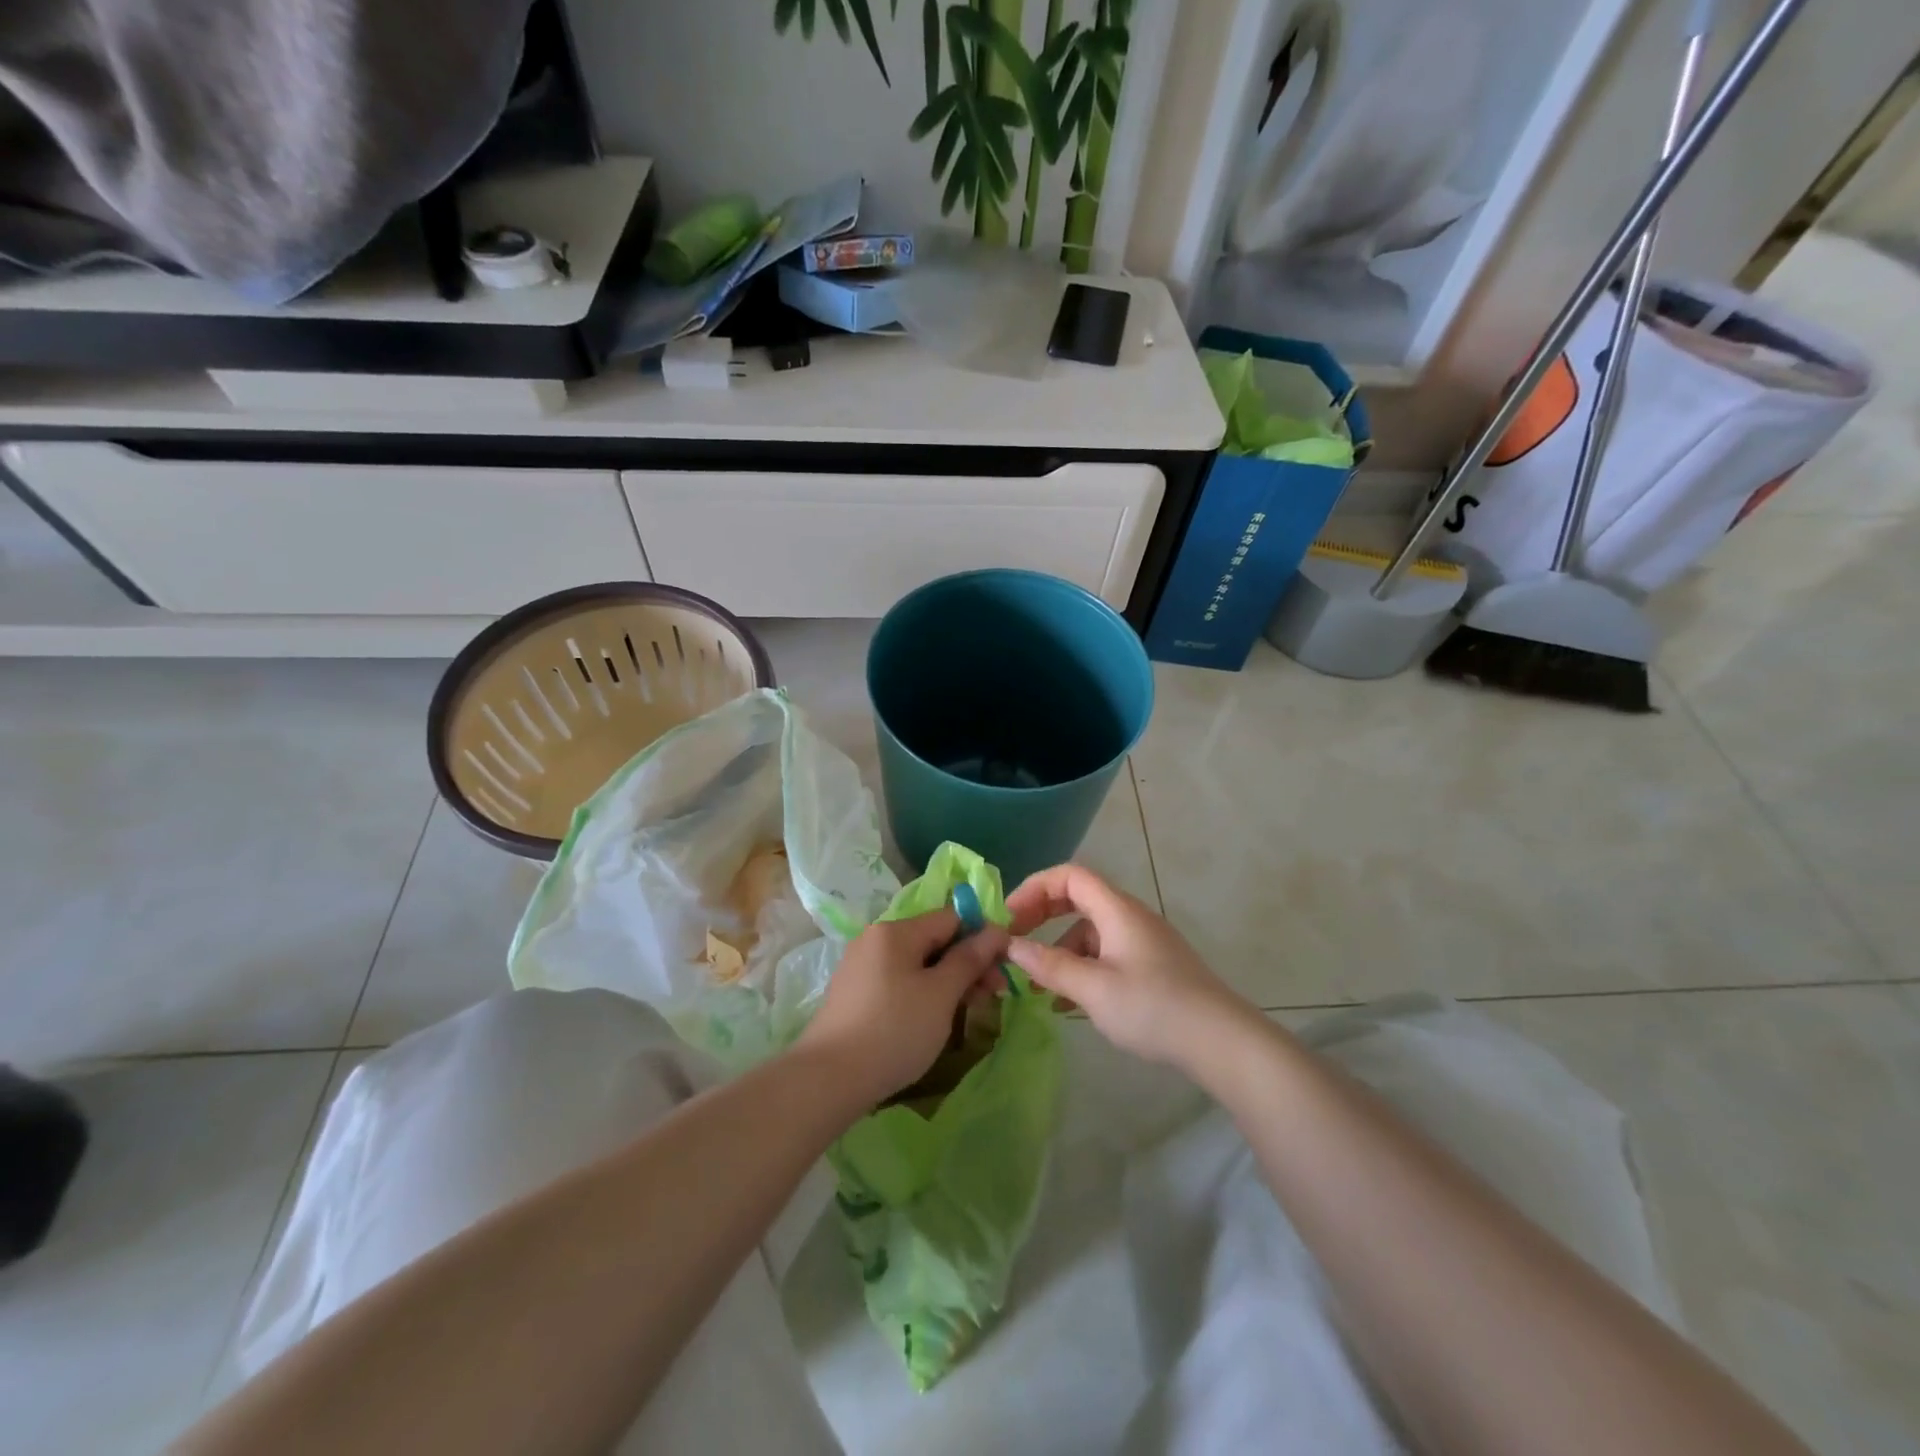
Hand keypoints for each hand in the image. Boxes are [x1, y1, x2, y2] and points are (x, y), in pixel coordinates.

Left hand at [797, 909, 1009, 1108]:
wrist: (829, 1078)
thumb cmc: (894, 1030)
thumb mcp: (941, 994)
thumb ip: (969, 959)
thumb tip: (995, 930)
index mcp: (895, 930)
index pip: (951, 918)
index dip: (981, 937)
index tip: (1003, 968)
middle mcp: (875, 939)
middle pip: (933, 940)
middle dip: (967, 963)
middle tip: (994, 995)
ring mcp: (861, 966)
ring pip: (917, 963)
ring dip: (948, 980)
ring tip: (969, 1010)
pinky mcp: (854, 993)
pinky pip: (898, 981)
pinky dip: (922, 993)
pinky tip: (934, 1018)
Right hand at [1005, 865, 1248, 1071]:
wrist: (1221, 1041)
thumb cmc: (1153, 1008)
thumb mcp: (1093, 989)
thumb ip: (1049, 965)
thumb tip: (1011, 946)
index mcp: (1117, 910)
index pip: (1069, 876)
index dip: (1034, 888)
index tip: (1009, 918)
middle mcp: (1130, 916)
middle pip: (1078, 898)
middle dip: (1042, 915)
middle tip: (1015, 940)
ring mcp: (1143, 941)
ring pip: (1090, 930)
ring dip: (1060, 949)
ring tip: (1039, 985)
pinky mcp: (1152, 965)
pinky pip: (1106, 953)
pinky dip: (1082, 967)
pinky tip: (1070, 1003)